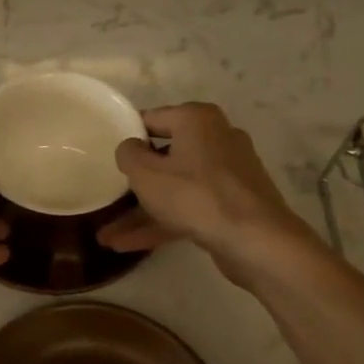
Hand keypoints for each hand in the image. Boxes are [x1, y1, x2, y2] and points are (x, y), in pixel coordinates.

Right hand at [98, 103, 310, 284]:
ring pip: (175, 187)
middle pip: (165, 156)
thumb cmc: (195, 196)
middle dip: (134, 182)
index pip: (152, 118)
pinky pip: (190, 207)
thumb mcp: (146, 174)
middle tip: (109, 194)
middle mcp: (216, 138)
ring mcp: (228, 173)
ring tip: (107, 236)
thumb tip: (130, 147)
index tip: (107, 155)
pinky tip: (129, 245)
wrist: (256, 240)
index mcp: (197, 120)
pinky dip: (164, 222)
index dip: (127, 136)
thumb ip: (129, 154)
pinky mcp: (232, 203)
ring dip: (142, 211)